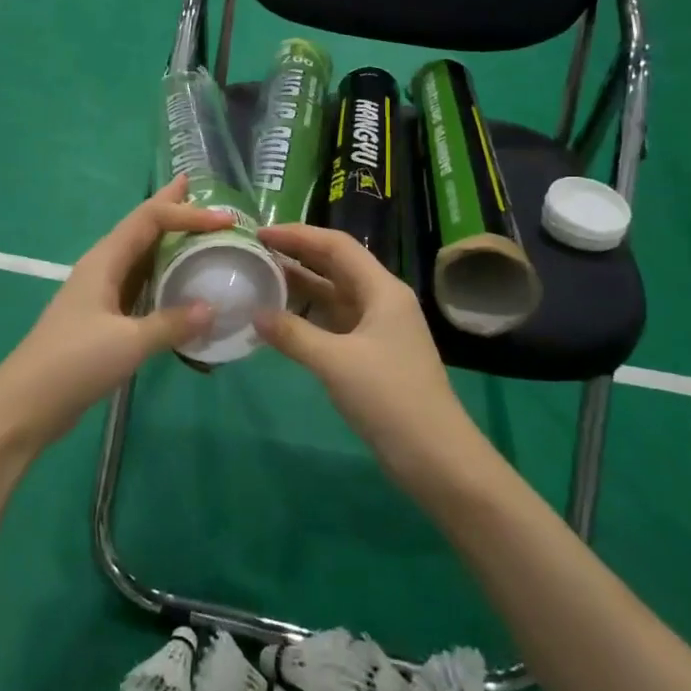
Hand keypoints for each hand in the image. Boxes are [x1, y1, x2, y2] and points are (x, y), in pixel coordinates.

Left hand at [0, 176, 224, 448]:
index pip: (150, 219)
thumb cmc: (73, 363)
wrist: (26, 405)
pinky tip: (179, 286)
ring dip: (168, 243)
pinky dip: (163, 280)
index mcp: (104, 261)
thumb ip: (172, 324)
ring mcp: (101, 294)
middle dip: (170, 208)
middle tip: (199, 190)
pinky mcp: (103, 320)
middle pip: (142, 228)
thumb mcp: (128, 342)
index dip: (187, 213)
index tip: (225, 219)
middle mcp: (102, 268)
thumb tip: (214, 308)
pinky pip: (140, 288)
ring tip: (196, 232)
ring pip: (141, 258)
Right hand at [256, 223, 485, 490]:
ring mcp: (378, 329)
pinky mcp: (371, 355)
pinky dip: (307, 318)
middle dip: (297, 256)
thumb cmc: (389, 398)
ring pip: (333, 295)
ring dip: (300, 287)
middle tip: (255, 253)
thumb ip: (293, 334)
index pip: (337, 246)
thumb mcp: (335, 362)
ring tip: (260, 280)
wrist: (435, 456)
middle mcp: (382, 300)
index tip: (260, 233)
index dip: (298, 235)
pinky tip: (280, 322)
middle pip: (335, 266)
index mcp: (382, 290)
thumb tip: (255, 314)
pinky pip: (334, 323)